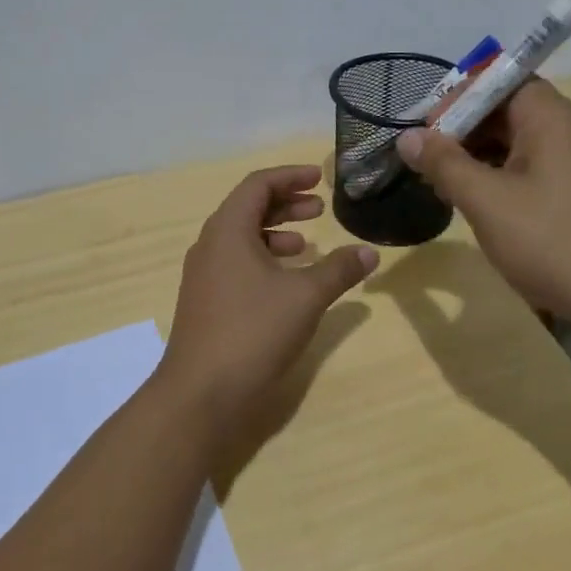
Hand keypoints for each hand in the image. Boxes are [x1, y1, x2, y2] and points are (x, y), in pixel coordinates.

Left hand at [161, 166, 377, 435]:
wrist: (200, 394)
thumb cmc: (253, 331)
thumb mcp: (305, 297)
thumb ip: (338, 270)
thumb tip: (369, 252)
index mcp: (228, 229)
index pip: (258, 185)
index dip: (290, 177)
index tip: (319, 178)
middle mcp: (210, 244)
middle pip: (247, 208)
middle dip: (285, 204)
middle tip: (318, 208)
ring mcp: (203, 274)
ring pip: (241, 238)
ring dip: (275, 233)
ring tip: (306, 244)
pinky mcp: (205, 301)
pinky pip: (235, 263)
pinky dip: (263, 259)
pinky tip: (286, 282)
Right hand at [396, 81, 570, 334]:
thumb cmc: (555, 241)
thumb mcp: (487, 201)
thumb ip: (445, 164)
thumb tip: (408, 136)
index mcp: (549, 118)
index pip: (499, 81)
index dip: (459, 98)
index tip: (426, 130)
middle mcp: (567, 133)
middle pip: (507, 111)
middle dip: (463, 130)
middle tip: (427, 160)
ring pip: (517, 146)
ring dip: (478, 158)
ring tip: (444, 185)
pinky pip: (532, 174)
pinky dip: (500, 181)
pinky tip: (480, 209)